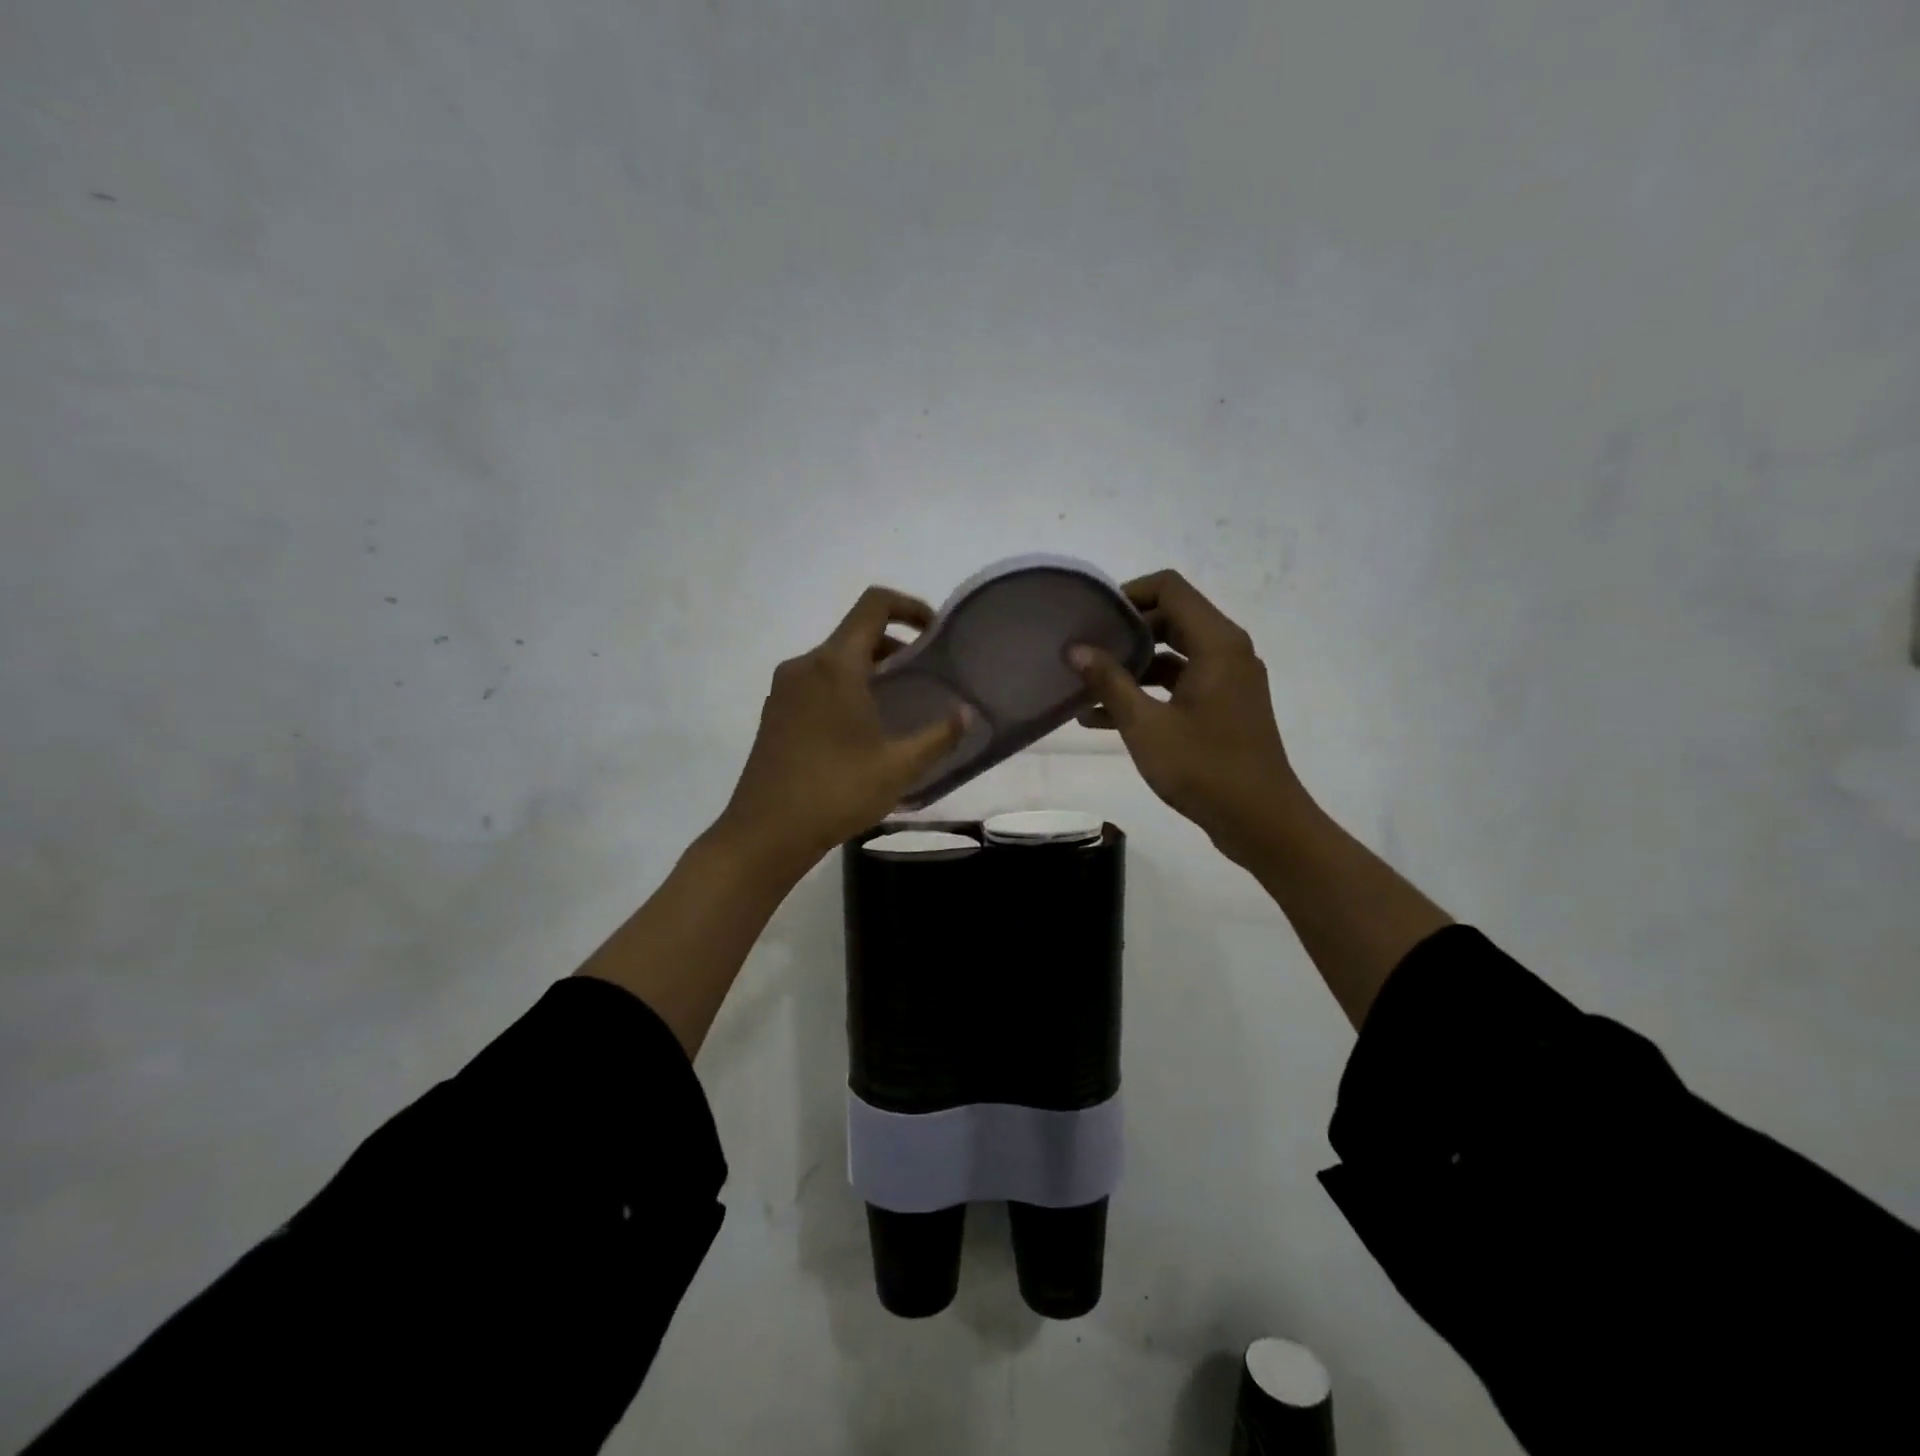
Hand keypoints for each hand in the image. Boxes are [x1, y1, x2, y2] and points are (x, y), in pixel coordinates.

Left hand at [713, 586, 970, 871]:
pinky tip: (861, 727)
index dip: (909, 606)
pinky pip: (816, 681)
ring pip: (835, 659)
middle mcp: (805, 665)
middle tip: (924, 675)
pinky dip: (845, 686)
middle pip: (855, 633)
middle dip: (895, 645)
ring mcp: (784, 688)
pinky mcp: (774, 712)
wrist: (764, 833)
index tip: (934, 632)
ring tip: (898, 703)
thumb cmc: (836, 793)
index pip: (874, 605)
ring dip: (870, 668)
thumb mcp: (898, 768)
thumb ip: (939, 737)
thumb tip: (968, 714)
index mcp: (835, 665)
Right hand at [1070, 570, 1303, 861]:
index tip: (1093, 618)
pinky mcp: (1224, 707)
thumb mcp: (1146, 725)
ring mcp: (1227, 680)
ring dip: (1132, 667)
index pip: (1170, 588)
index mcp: (1217, 643)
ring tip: (1084, 687)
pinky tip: (1103, 717)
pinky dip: (1148, 693)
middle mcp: (1227, 651)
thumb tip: (1075, 648)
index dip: (1129, 593)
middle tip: (1084, 649)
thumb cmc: (1205, 769)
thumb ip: (1109, 682)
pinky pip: (1180, 684)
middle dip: (1125, 633)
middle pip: (1171, 618)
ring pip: (1173, 654)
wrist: (1262, 823)